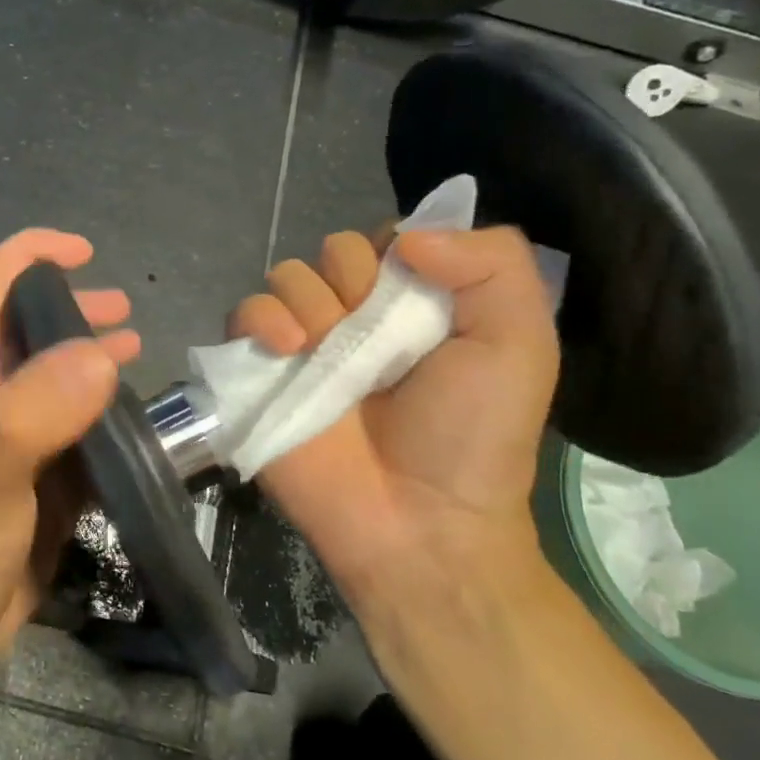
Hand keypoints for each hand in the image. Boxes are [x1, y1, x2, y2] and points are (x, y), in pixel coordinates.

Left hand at [0, 229, 138, 680]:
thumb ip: (34, 419)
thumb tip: (98, 353)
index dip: (29, 257)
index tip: (81, 251)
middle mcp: (9, 409)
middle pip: (36, 334)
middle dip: (76, 307)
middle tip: (127, 313)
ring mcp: (31, 452)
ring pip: (67, 386)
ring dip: (98, 360)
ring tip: (140, 353)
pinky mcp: (51, 493)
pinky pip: (88, 441)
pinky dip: (116, 422)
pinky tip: (145, 434)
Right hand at [230, 226, 559, 644]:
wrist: (415, 522)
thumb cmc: (471, 436)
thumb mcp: (518, 343)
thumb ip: (492, 263)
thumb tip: (409, 236)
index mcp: (415, 305)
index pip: (389, 237)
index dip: (396, 249)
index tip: (412, 284)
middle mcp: (356, 317)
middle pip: (333, 250)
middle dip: (352, 278)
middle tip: (372, 331)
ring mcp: (303, 344)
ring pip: (286, 275)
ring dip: (307, 300)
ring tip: (323, 349)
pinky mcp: (259, 372)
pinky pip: (241, 314)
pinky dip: (259, 319)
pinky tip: (287, 349)